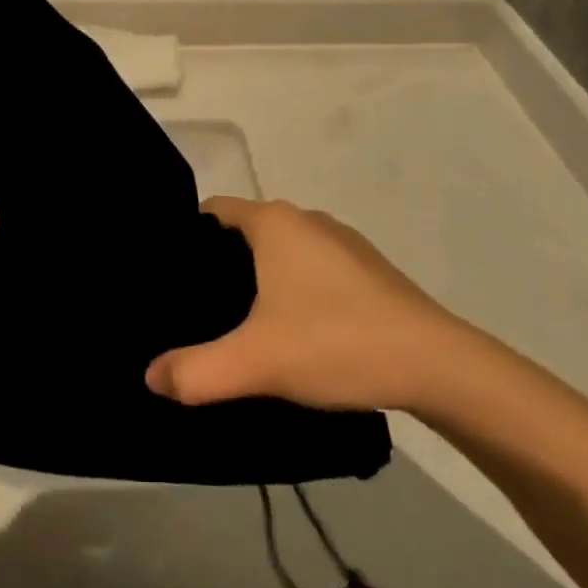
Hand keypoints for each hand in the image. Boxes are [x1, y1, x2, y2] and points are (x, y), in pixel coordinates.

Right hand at [146, 197, 455, 412]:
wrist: (436, 364)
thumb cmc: (336, 342)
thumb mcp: (257, 362)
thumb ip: (196, 372)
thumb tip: (152, 377)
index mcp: (275, 222)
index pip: (212, 211)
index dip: (186, 239)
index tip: (171, 278)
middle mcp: (306, 219)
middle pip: (244, 232)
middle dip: (219, 265)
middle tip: (197, 310)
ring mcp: (341, 242)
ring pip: (281, 252)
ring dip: (258, 280)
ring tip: (240, 325)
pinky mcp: (366, 269)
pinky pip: (311, 268)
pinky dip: (293, 290)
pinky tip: (295, 332)